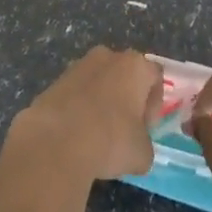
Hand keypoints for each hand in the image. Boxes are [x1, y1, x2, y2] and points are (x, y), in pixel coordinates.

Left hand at [8, 46, 160, 182]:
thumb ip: (145, 145)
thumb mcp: (142, 154)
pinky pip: (76, 93)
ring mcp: (79, 65)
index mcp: (135, 66)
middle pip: (125, 74)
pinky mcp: (56, 81)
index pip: (155, 76)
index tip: (146, 128)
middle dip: (127, 99)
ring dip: (101, 103)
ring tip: (97, 136)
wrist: (56, 142)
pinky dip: (79, 109)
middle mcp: (108, 56)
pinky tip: (76, 136)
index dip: (154, 103)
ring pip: (99, 82)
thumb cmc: (110, 141)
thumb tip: (136, 147)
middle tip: (125, 130)